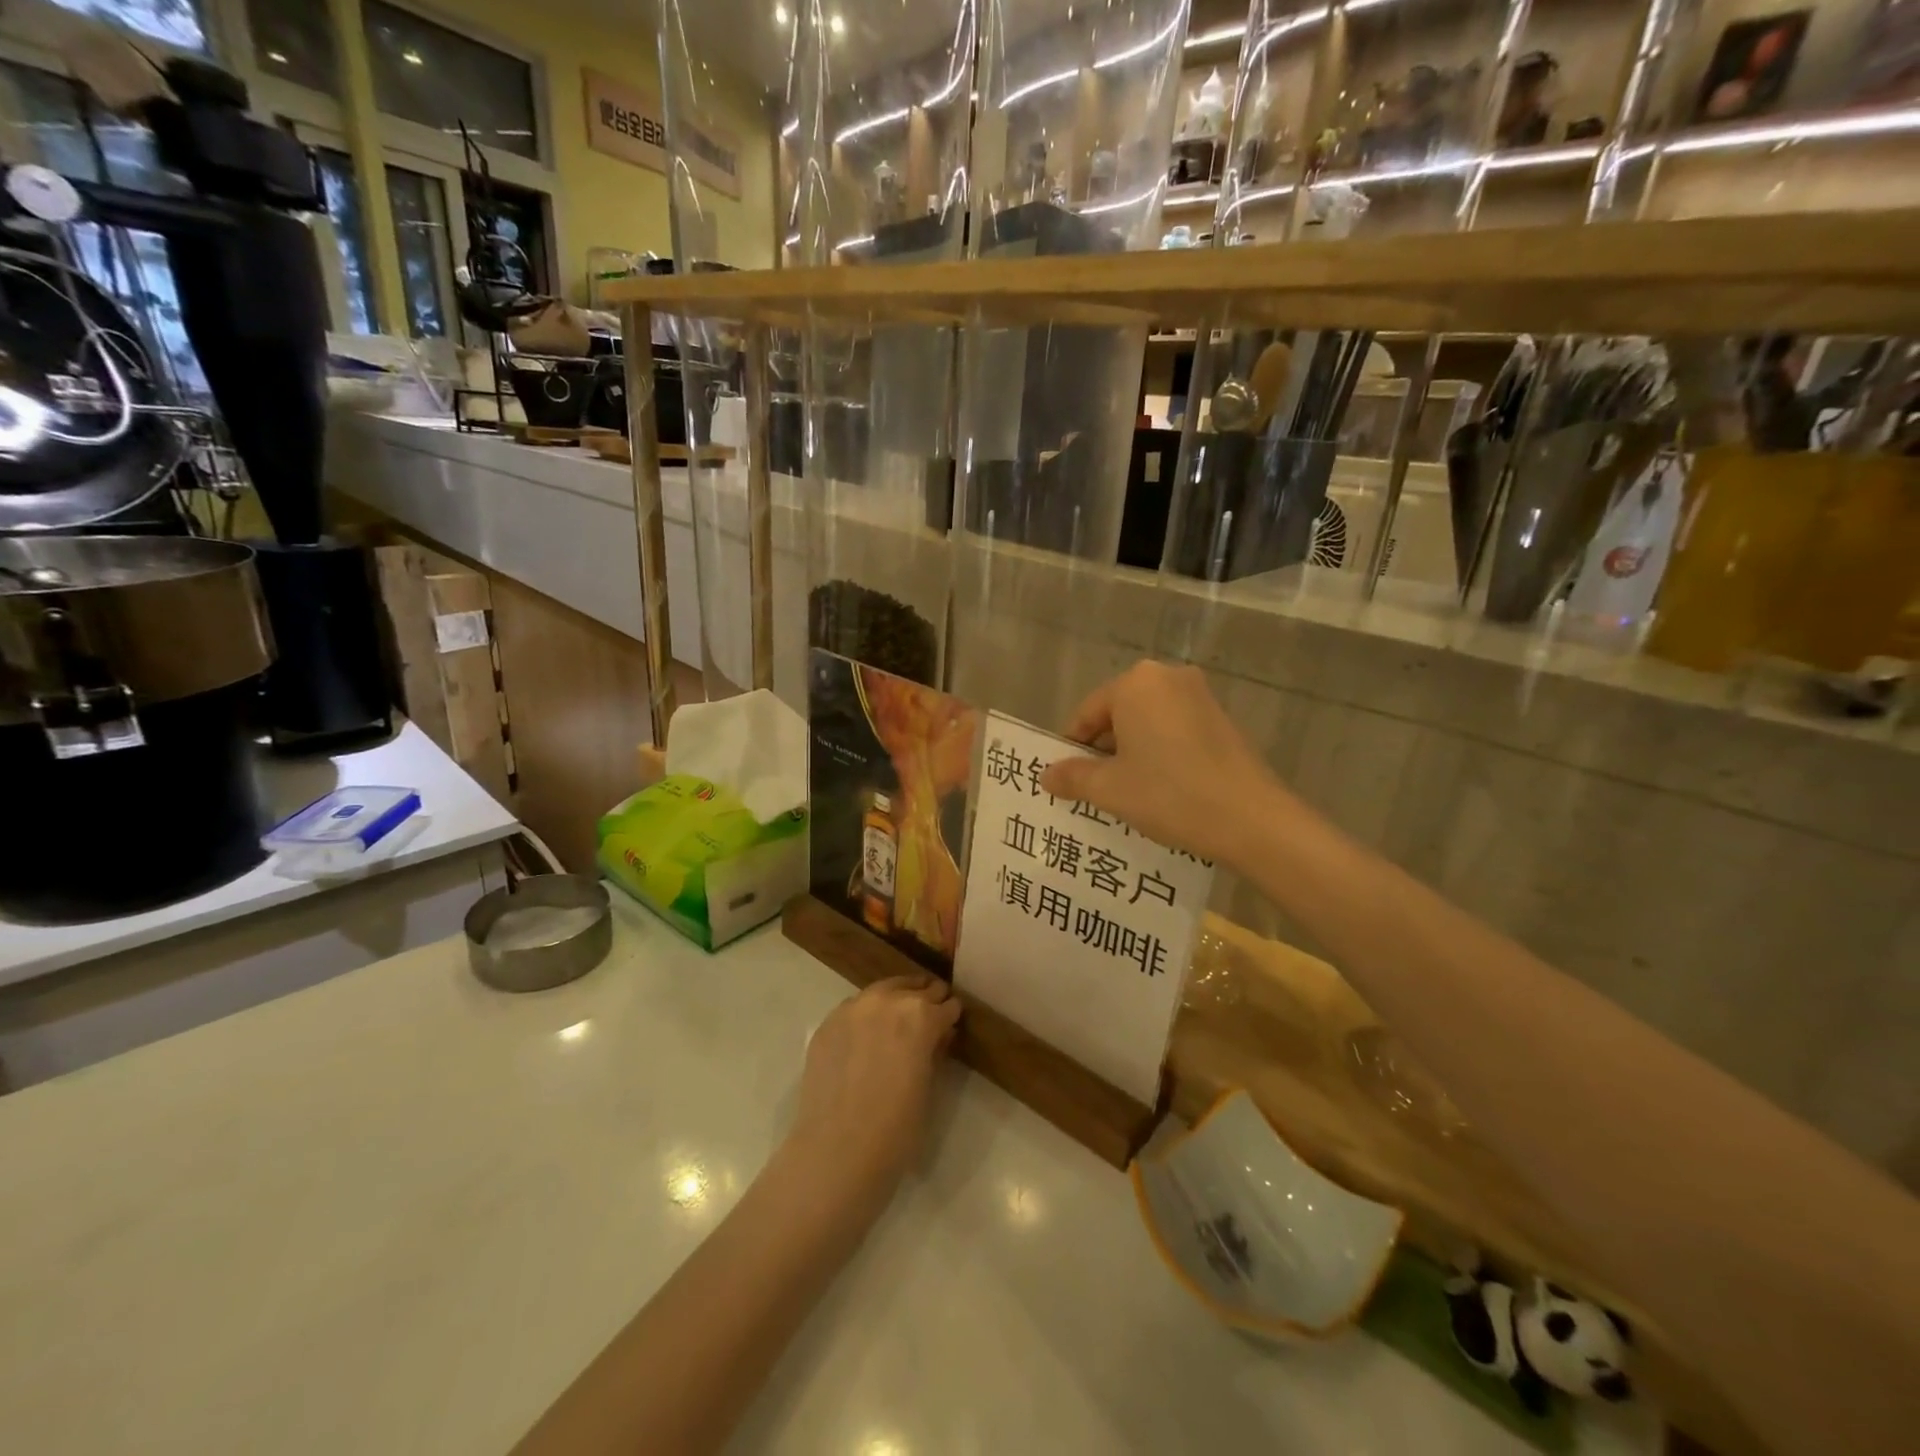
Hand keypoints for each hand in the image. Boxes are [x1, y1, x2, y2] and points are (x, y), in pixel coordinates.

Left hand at [783, 975, 960, 1208]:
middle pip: (916, 989)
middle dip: (926, 1002)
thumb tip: (939, 1035)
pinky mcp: (828, 1022)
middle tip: (929, 1019)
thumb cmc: (896, 1129)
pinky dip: (866, 1015)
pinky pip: (855, 1008)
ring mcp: (853, 1008)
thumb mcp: (928, 1087)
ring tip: (898, 1021)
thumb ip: (935, 1051)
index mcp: (921, 1016)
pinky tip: (866, 1037)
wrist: (837, 1151)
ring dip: (895, 1001)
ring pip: (883, 991)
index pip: (946, 1005)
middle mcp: (888, 1001)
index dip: (951, 1016)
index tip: (951, 1025)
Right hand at [1039, 661, 1296, 867]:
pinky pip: (1175, 730)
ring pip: (1148, 723)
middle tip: (1095, 788)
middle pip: (1118, 714)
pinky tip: (1163, 789)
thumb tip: (1046, 774)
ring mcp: (1200, 696)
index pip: (1087, 713)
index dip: (1072, 748)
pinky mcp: (1223, 718)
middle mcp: (1168, 677)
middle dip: (1103, 750)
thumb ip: (1072, 776)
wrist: (1251, 819)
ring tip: (1128, 793)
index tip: (1067, 781)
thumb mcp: (1109, 789)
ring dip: (1132, 753)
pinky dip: (1161, 753)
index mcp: (1135, 683)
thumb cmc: (1169, 794)